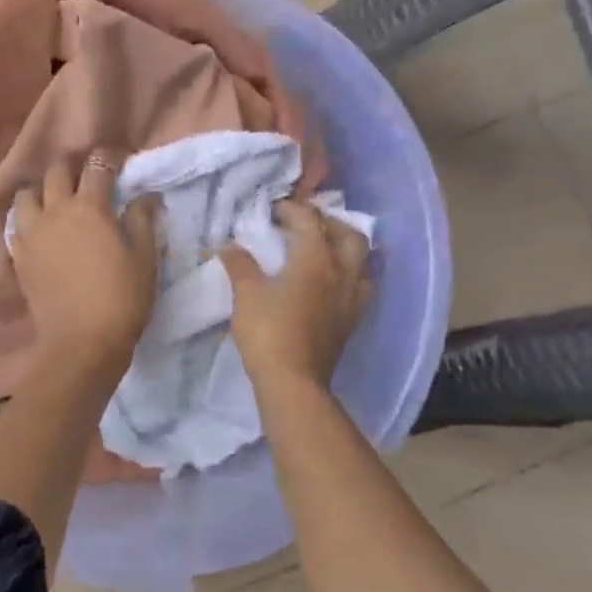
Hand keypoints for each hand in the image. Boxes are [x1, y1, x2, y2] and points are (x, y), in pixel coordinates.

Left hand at [11, 153, 158, 377]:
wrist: (80, 344)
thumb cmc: (121, 300)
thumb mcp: (144, 259)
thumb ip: (143, 221)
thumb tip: (146, 196)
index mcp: (89, 207)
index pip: (97, 167)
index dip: (109, 158)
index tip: (119, 160)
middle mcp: (55, 211)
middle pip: (56, 172)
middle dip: (72, 166)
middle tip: (87, 176)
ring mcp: (31, 233)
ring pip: (27, 194)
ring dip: (42, 190)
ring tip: (56, 200)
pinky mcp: (18, 256)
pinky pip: (16, 225)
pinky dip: (27, 219)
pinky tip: (40, 229)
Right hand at [222, 199, 370, 391]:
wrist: (294, 383)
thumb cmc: (269, 332)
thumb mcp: (246, 294)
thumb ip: (240, 265)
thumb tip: (230, 246)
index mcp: (316, 259)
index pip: (309, 220)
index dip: (291, 208)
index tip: (272, 209)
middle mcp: (342, 272)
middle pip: (350, 234)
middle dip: (329, 222)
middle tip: (306, 224)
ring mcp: (351, 298)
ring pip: (361, 260)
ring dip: (344, 247)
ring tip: (322, 249)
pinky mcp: (351, 320)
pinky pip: (359, 285)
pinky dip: (347, 273)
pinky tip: (328, 281)